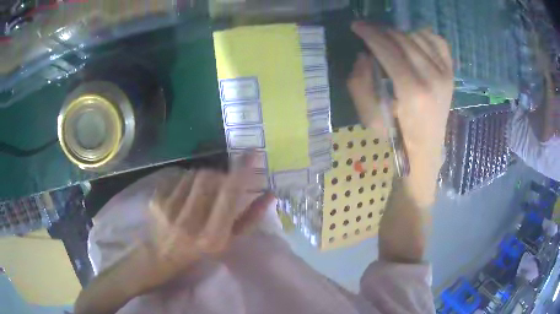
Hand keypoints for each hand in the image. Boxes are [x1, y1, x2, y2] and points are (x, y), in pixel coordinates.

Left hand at [141, 155, 275, 289]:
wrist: (166, 254)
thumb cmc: (203, 249)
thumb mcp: (231, 240)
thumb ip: (251, 217)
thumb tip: (270, 194)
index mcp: (212, 235)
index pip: (229, 193)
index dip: (242, 170)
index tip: (252, 153)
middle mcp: (189, 221)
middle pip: (209, 177)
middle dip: (219, 175)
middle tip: (221, 183)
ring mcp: (169, 210)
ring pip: (193, 174)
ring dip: (202, 178)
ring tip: (201, 193)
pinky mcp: (156, 201)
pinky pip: (177, 177)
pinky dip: (186, 180)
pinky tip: (185, 195)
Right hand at [348, 22, 452, 206]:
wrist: (427, 148)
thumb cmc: (397, 135)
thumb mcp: (369, 117)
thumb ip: (359, 83)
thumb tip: (364, 55)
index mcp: (413, 91)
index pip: (388, 50)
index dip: (369, 34)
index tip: (356, 25)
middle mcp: (433, 78)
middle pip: (403, 40)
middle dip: (381, 30)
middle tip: (367, 29)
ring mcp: (445, 74)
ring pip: (419, 37)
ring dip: (399, 33)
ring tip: (388, 40)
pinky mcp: (451, 73)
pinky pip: (438, 41)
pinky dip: (423, 35)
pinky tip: (413, 40)